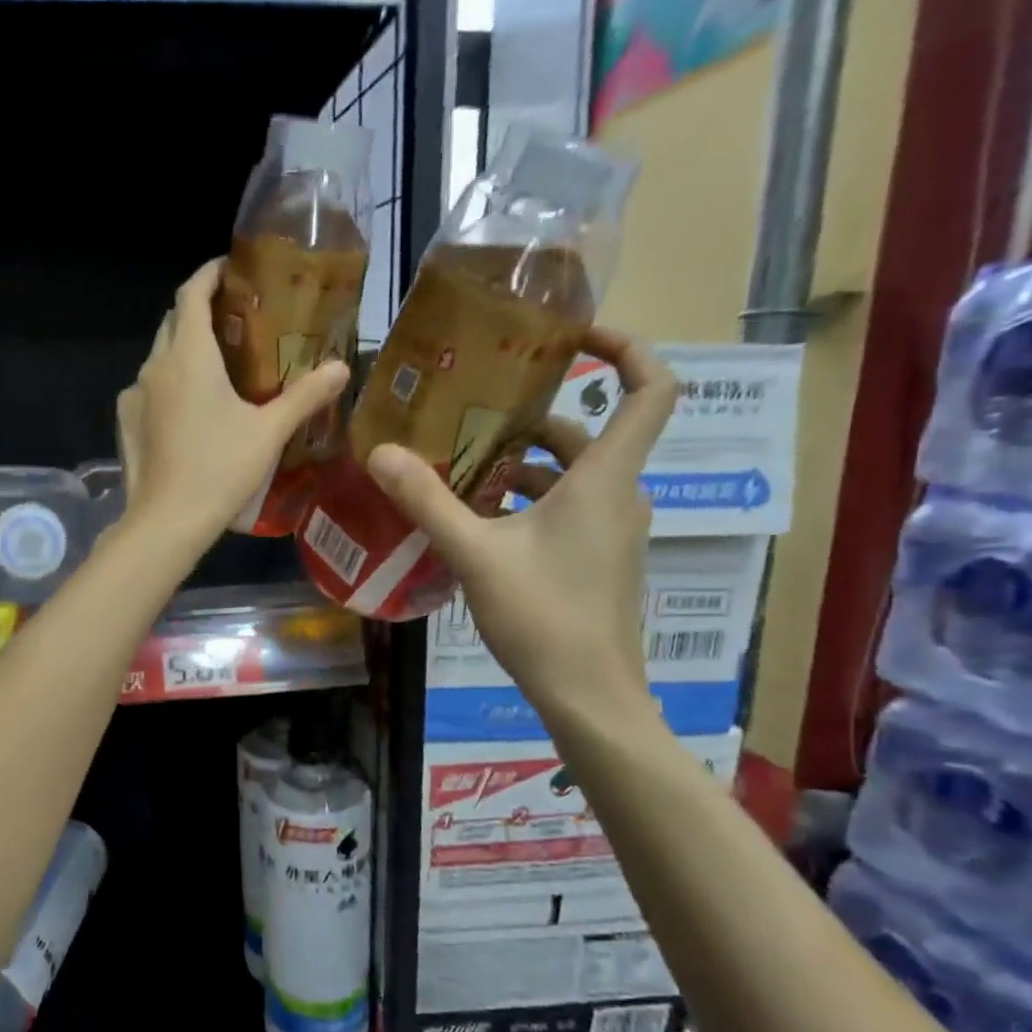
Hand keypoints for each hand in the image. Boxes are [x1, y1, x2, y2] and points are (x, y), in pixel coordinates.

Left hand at [116, 258, 349, 548]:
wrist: (167, 521)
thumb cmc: (220, 469)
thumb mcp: (269, 432)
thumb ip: (305, 396)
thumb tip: (342, 367)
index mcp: (188, 355)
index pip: (192, 292)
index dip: (210, 274)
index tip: (231, 269)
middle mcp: (155, 365)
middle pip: (174, 320)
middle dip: (200, 310)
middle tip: (234, 320)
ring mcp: (134, 394)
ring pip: (159, 356)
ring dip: (184, 349)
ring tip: (216, 366)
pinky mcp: (126, 422)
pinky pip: (148, 388)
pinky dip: (169, 383)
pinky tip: (189, 409)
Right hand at [366, 329, 677, 729]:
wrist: (590, 697)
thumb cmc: (544, 618)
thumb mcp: (475, 555)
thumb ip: (427, 501)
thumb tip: (380, 452)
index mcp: (605, 479)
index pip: (650, 390)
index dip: (626, 348)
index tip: (575, 334)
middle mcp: (620, 496)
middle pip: (590, 434)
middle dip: (535, 417)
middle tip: (476, 411)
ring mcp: (614, 531)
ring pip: (574, 475)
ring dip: (524, 465)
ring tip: (462, 466)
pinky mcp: (601, 560)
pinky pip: (570, 508)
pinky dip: (530, 500)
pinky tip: (479, 520)